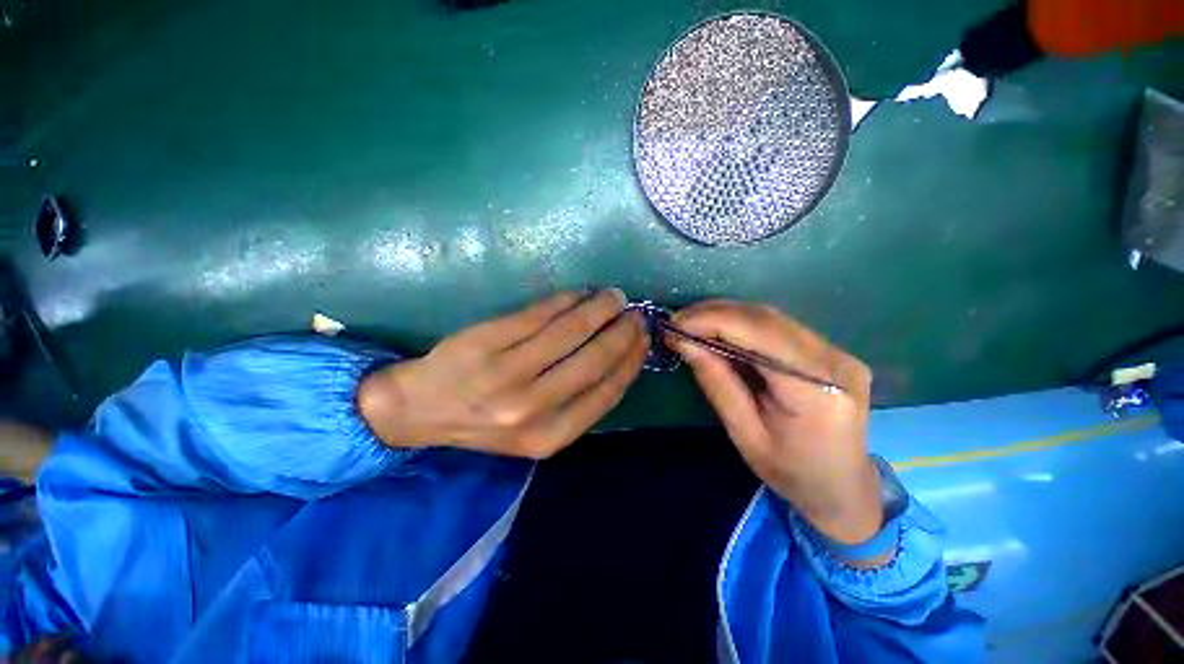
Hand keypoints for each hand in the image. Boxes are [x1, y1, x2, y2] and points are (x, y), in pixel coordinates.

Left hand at [359, 289, 647, 458]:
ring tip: (611, 297)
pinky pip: (539, 313)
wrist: (421, 409)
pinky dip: (565, 300)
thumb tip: (619, 357)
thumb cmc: (486, 420)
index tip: (642, 338)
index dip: (630, 360)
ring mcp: (506, 373)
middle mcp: (531, 408)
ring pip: (570, 330)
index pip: (607, 391)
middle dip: (622, 330)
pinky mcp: (486, 341)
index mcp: (549, 436)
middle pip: (594, 359)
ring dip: (598, 308)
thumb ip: (578, 402)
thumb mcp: (536, 430)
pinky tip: (578, 294)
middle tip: (633, 312)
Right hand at [669, 301, 881, 546]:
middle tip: (677, 321)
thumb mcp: (744, 434)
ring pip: (771, 317)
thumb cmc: (790, 471)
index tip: (675, 324)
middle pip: (766, 319)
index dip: (713, 321)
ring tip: (691, 324)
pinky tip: (718, 330)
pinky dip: (741, 323)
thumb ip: (716, 382)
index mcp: (817, 391)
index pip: (760, 335)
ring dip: (726, 315)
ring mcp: (837, 352)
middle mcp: (834, 361)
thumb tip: (684, 341)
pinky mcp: (830, 350)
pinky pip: (778, 326)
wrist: (842, 486)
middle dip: (714, 314)